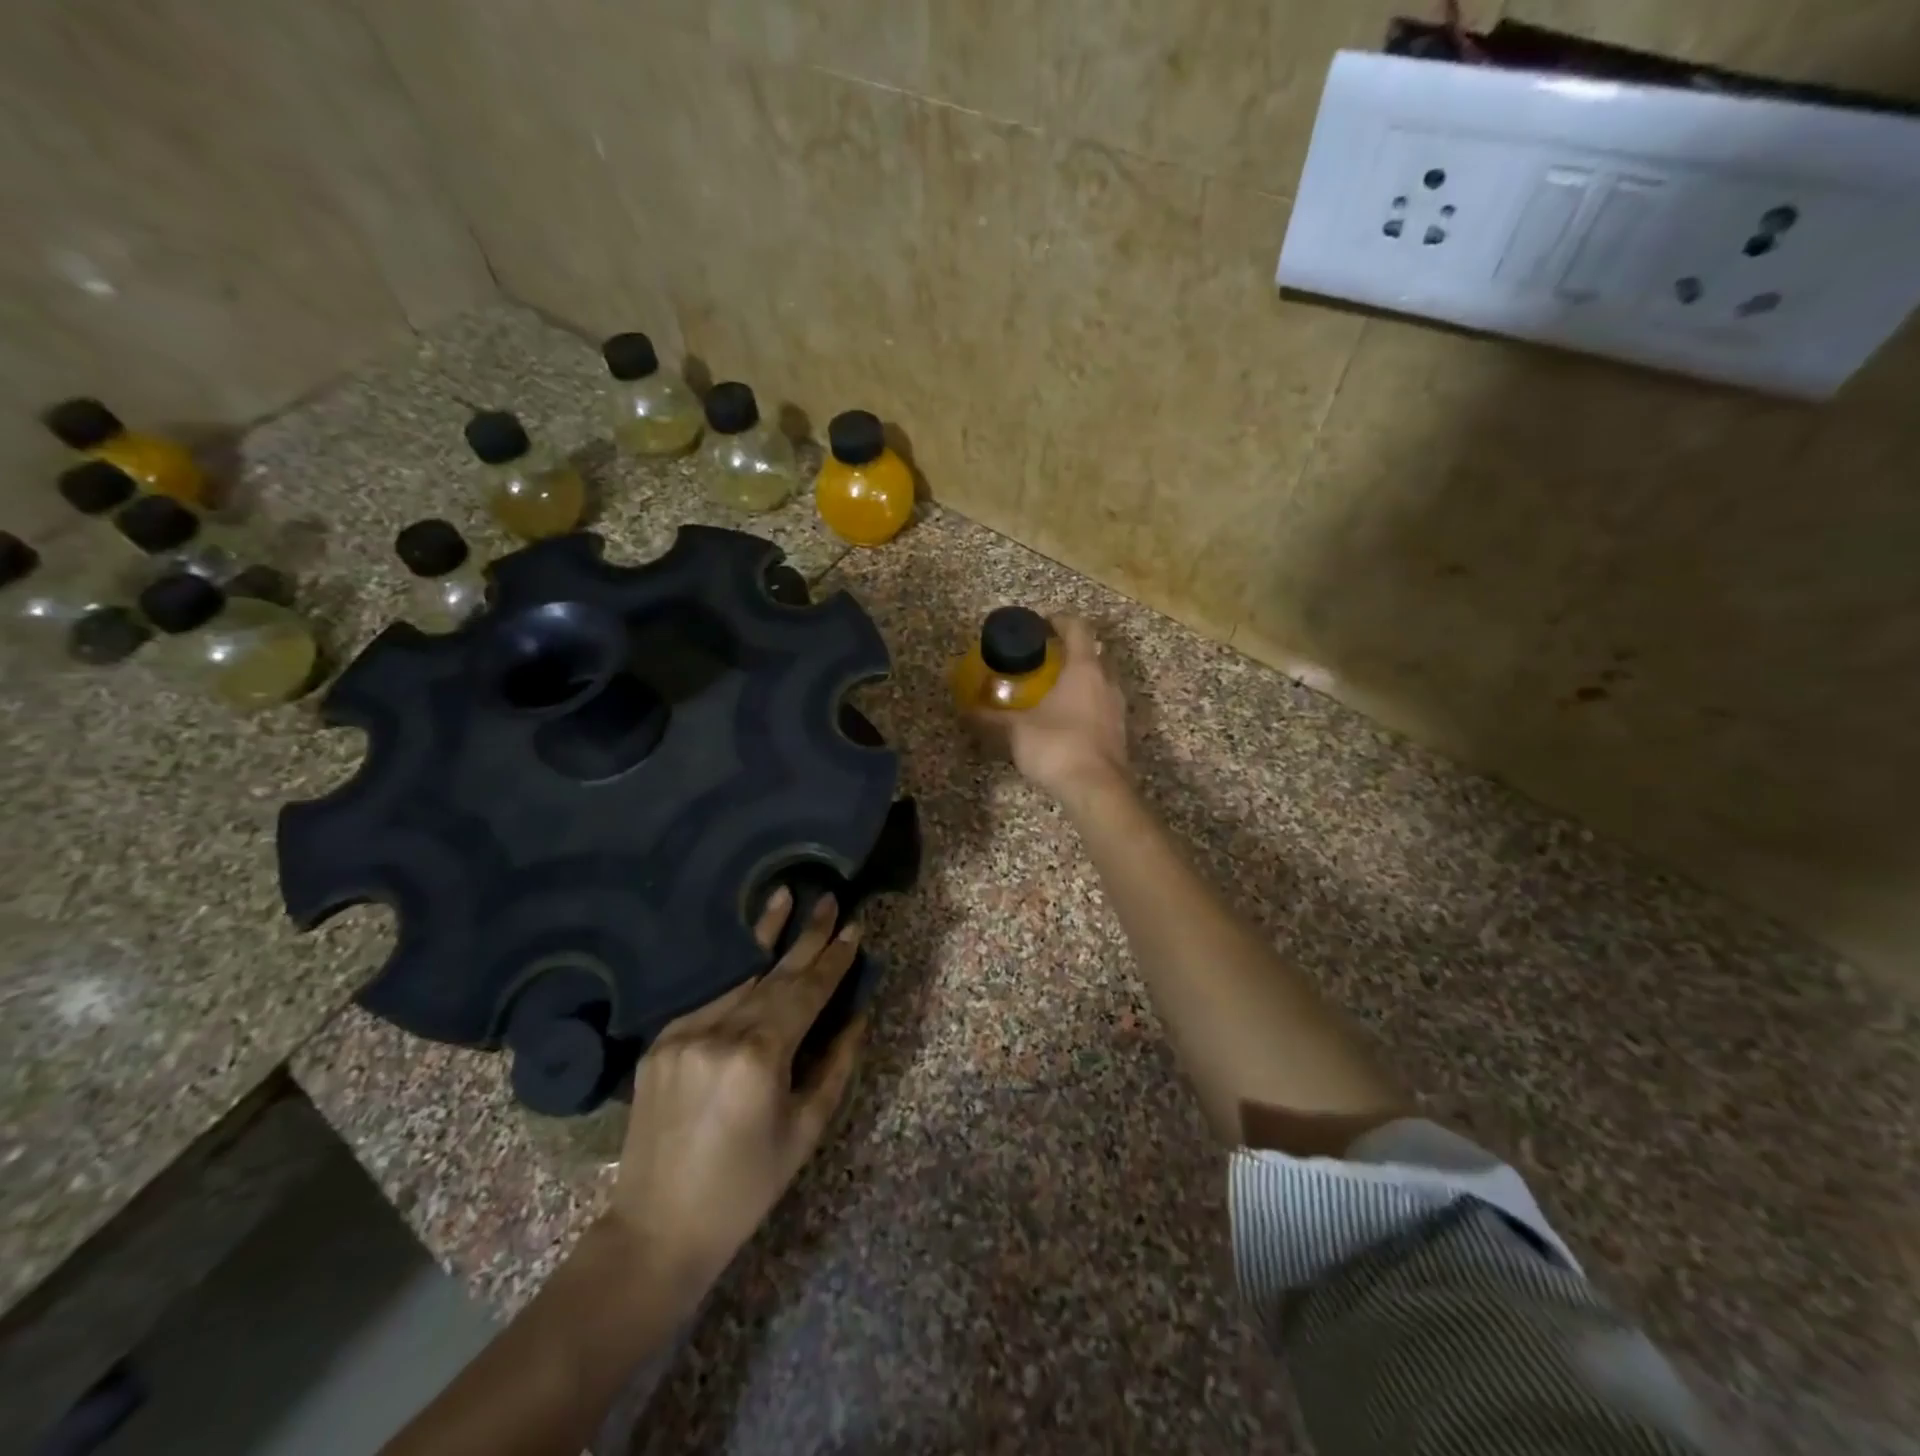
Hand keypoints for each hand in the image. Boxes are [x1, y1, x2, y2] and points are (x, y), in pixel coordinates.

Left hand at [608, 888, 863, 1297]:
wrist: (657, 1229)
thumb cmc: (746, 1187)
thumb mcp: (805, 1130)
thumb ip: (835, 1065)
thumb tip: (856, 1014)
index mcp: (759, 1057)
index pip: (806, 992)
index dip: (833, 960)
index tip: (854, 928)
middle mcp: (719, 1032)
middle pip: (774, 973)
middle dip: (806, 936)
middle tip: (828, 899)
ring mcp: (683, 1033)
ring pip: (737, 978)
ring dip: (764, 937)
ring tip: (782, 896)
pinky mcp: (659, 1042)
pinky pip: (708, 1000)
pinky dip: (735, 978)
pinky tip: (750, 955)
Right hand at [971, 614, 1129, 807]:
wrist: (1097, 790)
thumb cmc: (1058, 747)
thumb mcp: (1016, 730)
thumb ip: (991, 717)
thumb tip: (965, 708)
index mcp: (1084, 668)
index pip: (1078, 628)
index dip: (1059, 620)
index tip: (1040, 624)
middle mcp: (1107, 681)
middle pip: (1092, 652)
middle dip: (1069, 650)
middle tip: (1043, 658)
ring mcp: (1117, 707)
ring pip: (1100, 680)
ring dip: (1079, 678)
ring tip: (1051, 689)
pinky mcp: (1119, 731)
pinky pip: (1102, 704)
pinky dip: (1086, 702)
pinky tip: (1065, 718)